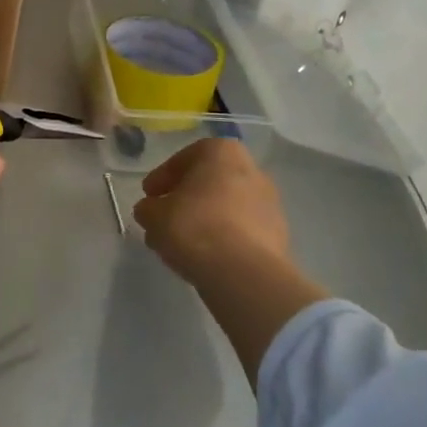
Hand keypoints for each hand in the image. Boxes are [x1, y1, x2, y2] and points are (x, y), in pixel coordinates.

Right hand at [134, 138, 289, 286]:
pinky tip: (202, 256)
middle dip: (185, 199)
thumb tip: (151, 210)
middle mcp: (252, 170)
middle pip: (209, 182)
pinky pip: (240, 231)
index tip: (148, 195)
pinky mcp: (278, 236)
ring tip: (179, 243)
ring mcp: (269, 204)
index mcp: (222, 152)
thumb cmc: (194, 226)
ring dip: (203, 220)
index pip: (185, 158)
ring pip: (225, 207)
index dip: (162, 178)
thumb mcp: (153, 214)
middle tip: (163, 217)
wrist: (243, 273)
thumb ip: (148, 208)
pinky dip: (221, 238)